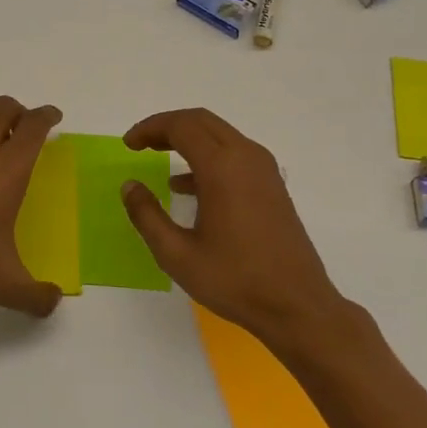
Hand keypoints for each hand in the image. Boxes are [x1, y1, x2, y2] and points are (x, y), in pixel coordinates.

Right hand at [121, 108, 346, 347]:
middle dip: (167, 126)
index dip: (150, 128)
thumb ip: (147, 216)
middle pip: (201, 121)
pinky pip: (235, 154)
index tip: (128, 144)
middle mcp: (246, 157)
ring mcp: (264, 170)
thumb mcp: (177, 255)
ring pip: (220, 134)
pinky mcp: (272, 185)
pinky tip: (189, 187)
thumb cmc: (235, 280)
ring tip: (159, 156)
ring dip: (188, 139)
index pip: (181, 126)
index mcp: (222, 167)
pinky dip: (208, 156)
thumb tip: (130, 186)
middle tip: (141, 143)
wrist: (297, 306)